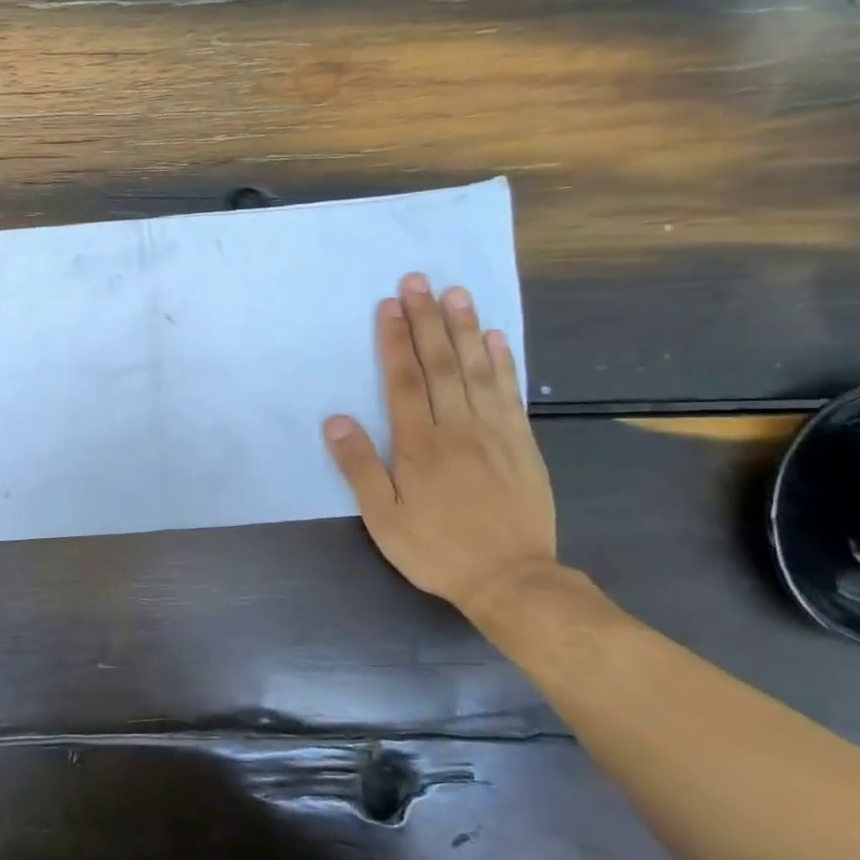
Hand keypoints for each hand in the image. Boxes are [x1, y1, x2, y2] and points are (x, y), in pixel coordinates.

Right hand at [322, 273, 557, 614]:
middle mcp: (458, 428)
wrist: (513, 579)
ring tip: (456, 293)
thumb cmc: (436, 549)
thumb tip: (336, 421)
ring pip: (477, 370)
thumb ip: (359, 468)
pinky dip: (502, 362)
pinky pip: (510, 393)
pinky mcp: (522, 443)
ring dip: (465, 329)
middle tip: (419, 280)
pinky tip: (495, 338)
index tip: (390, 305)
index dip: (395, 341)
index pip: (404, 381)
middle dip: (427, 320)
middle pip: (440, 364)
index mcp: (419, 445)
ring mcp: (495, 432)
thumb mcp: (383, 519)